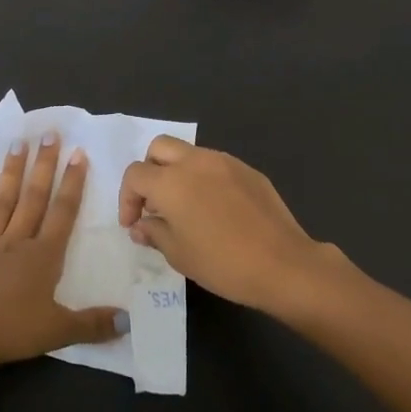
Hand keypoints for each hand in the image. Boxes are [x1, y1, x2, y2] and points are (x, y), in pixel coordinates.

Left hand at [0, 134, 124, 373]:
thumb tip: (128, 320)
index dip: (72, 183)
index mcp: (42, 256)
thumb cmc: (12, 333)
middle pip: (32, 198)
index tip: (78, 153)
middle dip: (43, 165)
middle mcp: (14, 243)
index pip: (62, 212)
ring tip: (15, 145)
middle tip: (49, 134)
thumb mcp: (60, 331)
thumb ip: (93, 324)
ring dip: (8, 175)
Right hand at [119, 137, 357, 317]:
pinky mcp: (248, 170)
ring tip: (185, 206)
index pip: (136, 175)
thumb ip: (154, 232)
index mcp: (171, 181)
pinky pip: (216, 165)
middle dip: (150, 171)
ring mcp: (225, 162)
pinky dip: (205, 178)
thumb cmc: (222, 263)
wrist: (283, 264)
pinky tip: (215, 209)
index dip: (127, 198)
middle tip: (154, 202)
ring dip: (178, 172)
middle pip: (159, 148)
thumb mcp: (179, 255)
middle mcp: (195, 162)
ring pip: (189, 152)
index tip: (134, 223)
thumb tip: (141, 225)